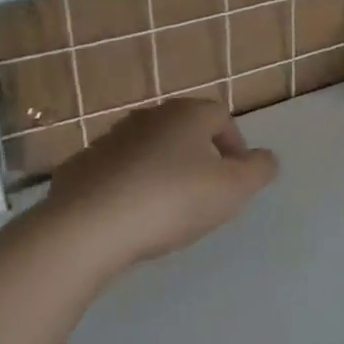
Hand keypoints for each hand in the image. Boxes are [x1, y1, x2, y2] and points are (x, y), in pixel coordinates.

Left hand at [24, 98, 277, 280]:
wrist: (86, 229)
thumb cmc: (172, 200)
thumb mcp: (234, 189)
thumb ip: (259, 170)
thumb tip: (264, 159)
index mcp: (188, 114)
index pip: (222, 118)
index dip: (235, 147)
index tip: (235, 181)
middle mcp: (148, 117)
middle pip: (184, 132)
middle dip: (198, 159)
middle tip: (204, 196)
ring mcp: (109, 140)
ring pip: (149, 151)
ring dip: (161, 172)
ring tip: (166, 212)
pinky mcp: (79, 168)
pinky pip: (114, 174)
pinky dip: (126, 189)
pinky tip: (128, 219)